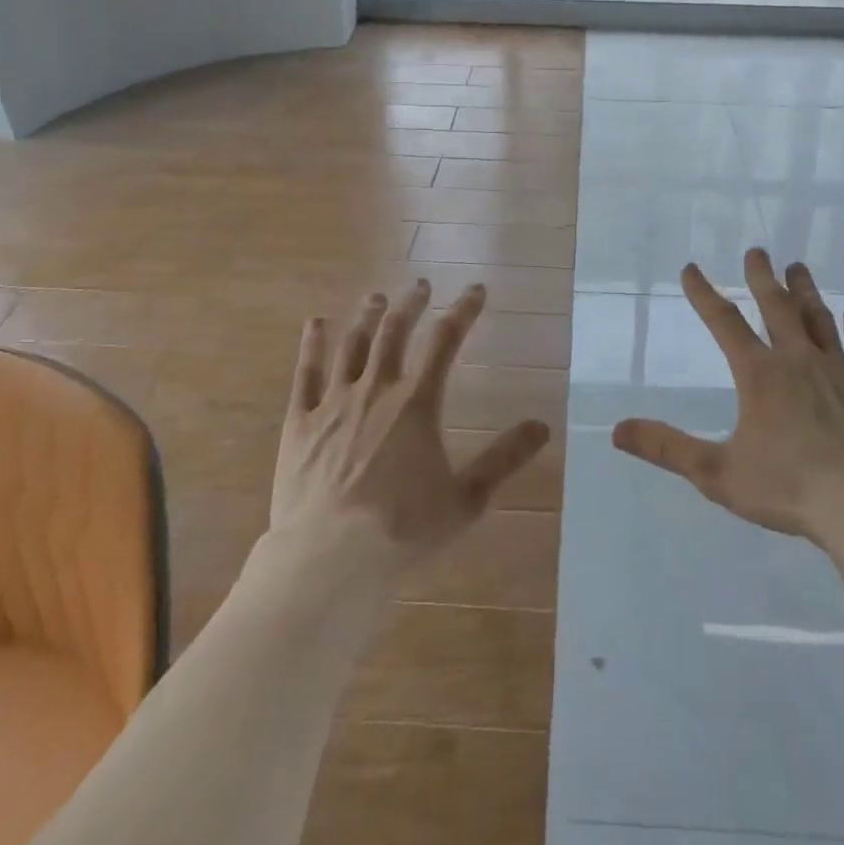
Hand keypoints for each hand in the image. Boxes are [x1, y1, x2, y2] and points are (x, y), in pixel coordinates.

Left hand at [272, 280, 549, 566]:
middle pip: (395, 331)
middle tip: (420, 285)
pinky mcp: (301, 421)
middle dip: (411, 304)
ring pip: (353, 344)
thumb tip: (543, 426)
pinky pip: (306, 372)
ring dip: (367, 316)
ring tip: (376, 297)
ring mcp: (334, 402)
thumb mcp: (466, 499)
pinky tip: (315, 323)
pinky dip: (312, 344)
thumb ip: (504, 459)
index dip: (463, 310)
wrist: (328, 558)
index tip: (476, 290)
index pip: (446, 340)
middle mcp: (376, 389)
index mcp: (417, 403)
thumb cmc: (402, 530)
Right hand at [613, 250, 843, 542]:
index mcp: (759, 374)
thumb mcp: (716, 472)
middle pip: (776, 307)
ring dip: (805, 291)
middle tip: (756, 251)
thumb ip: (667, 448)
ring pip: (819, 319)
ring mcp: (838, 372)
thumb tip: (617, 430)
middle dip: (762, 277)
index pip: (724, 322)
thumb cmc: (787, 488)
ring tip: (797, 266)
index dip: (703, 293)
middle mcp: (797, 360)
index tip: (691, 269)